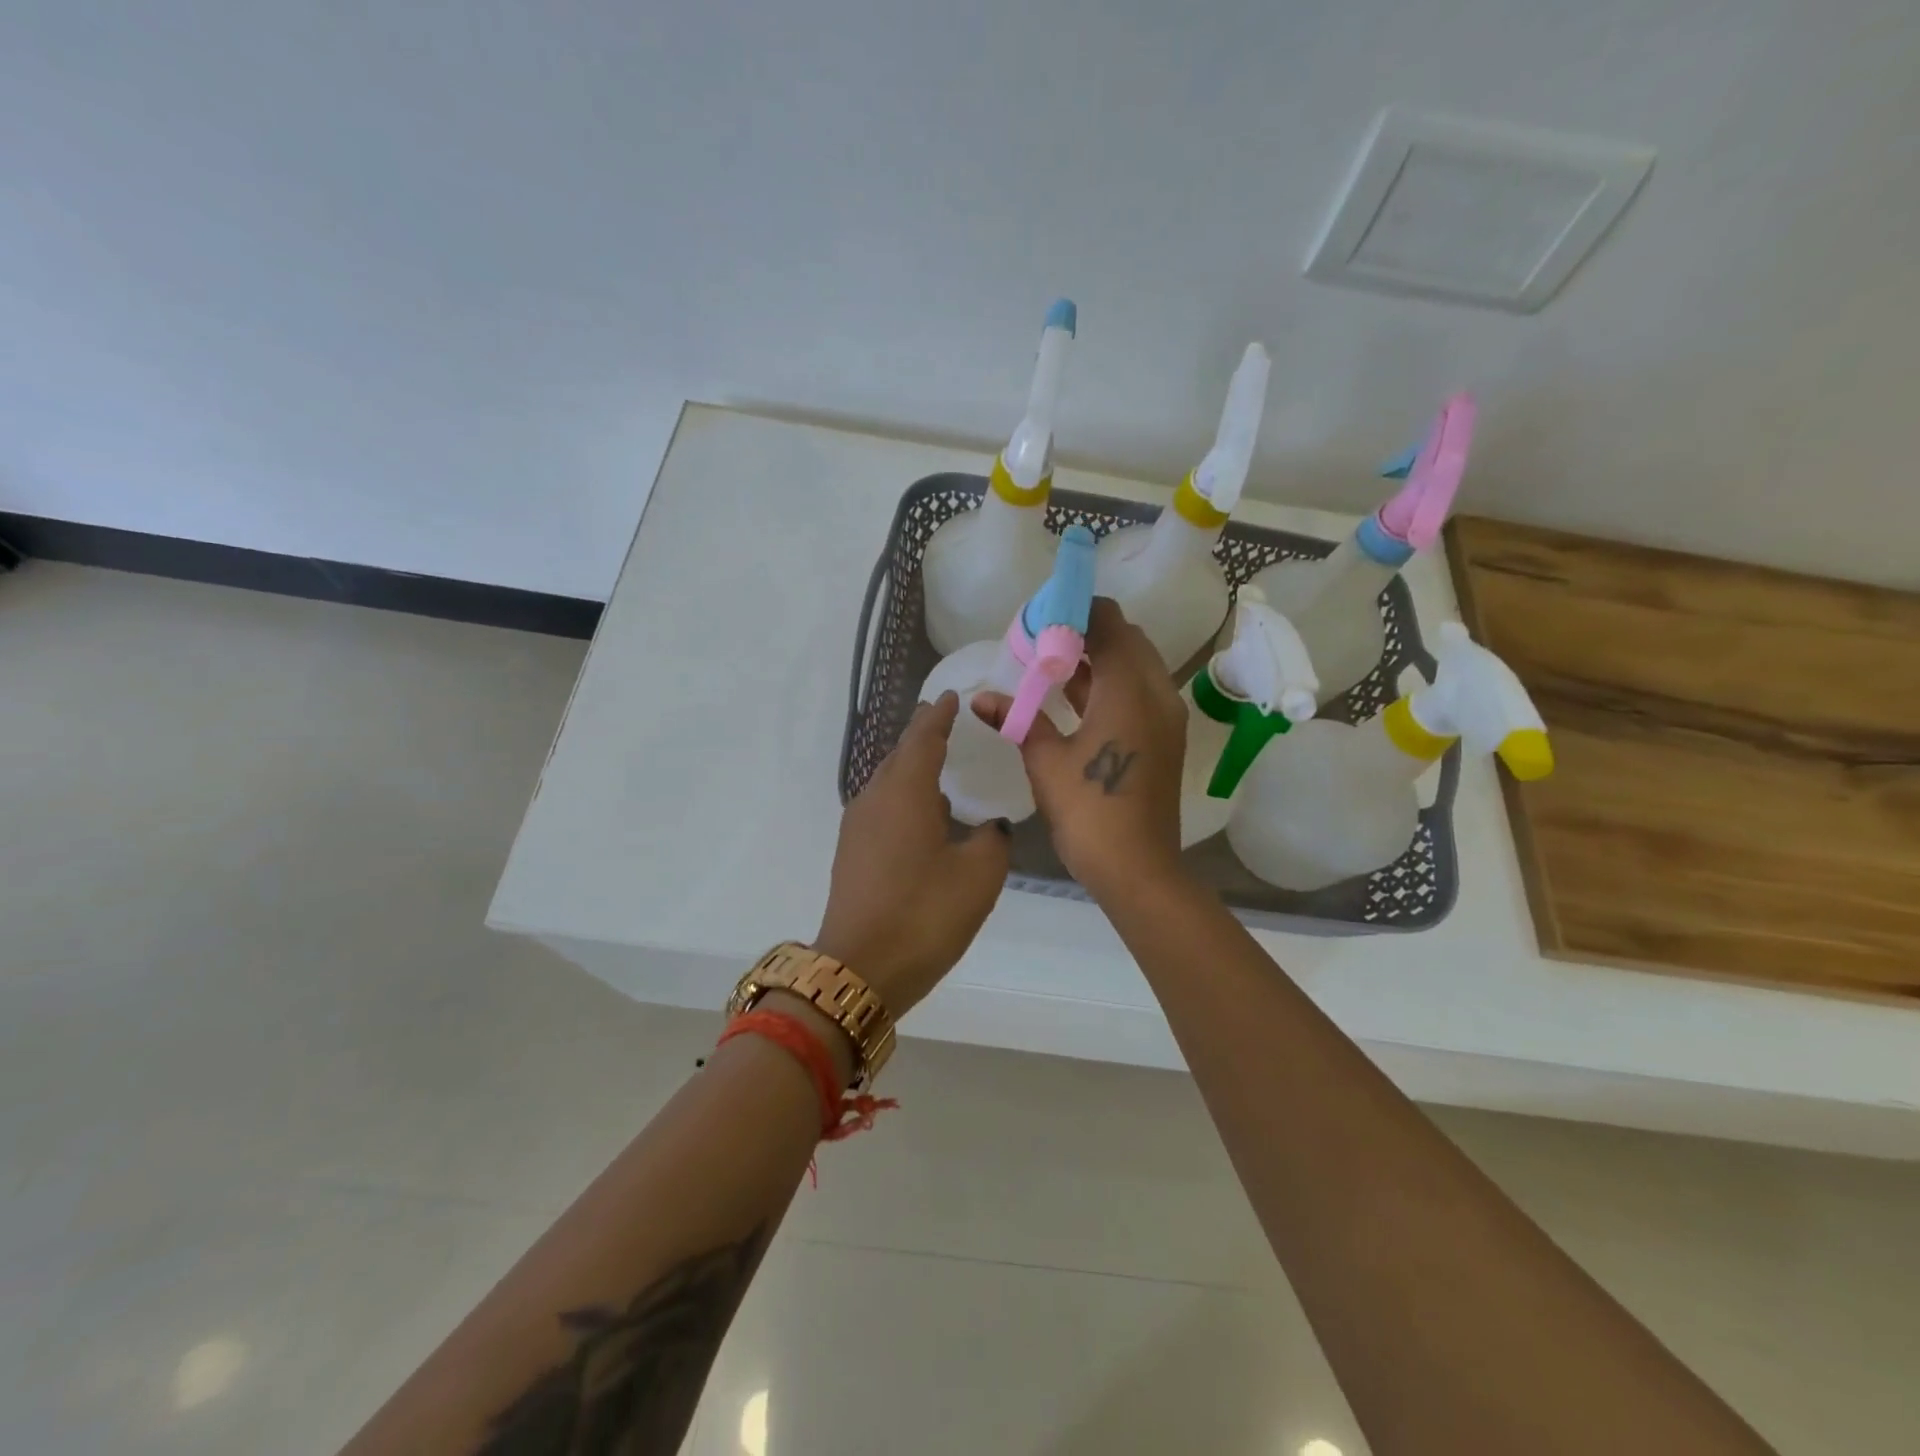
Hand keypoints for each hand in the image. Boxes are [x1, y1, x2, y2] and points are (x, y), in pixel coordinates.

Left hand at [813, 692, 1010, 1017]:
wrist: (859, 970)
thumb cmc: (923, 914)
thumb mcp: (979, 875)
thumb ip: (992, 839)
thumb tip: (989, 827)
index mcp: (904, 791)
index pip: (923, 737)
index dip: (939, 715)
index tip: (952, 697)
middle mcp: (874, 798)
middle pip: (900, 755)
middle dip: (923, 737)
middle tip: (949, 724)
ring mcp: (857, 826)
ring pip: (888, 783)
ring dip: (913, 770)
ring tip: (941, 767)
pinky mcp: (852, 853)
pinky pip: (882, 808)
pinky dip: (905, 798)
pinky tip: (924, 816)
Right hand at [973, 597, 1187, 898]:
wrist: (1137, 869)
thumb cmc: (1089, 812)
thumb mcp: (1045, 761)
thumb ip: (1018, 719)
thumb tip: (980, 698)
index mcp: (1129, 690)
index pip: (1109, 623)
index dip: (1076, 611)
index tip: (1041, 616)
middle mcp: (1157, 693)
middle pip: (1127, 639)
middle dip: (1087, 631)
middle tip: (1043, 639)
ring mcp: (1166, 717)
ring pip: (1136, 666)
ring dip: (1100, 658)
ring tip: (1052, 662)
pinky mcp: (1164, 738)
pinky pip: (1140, 691)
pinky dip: (1111, 683)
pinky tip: (1074, 695)